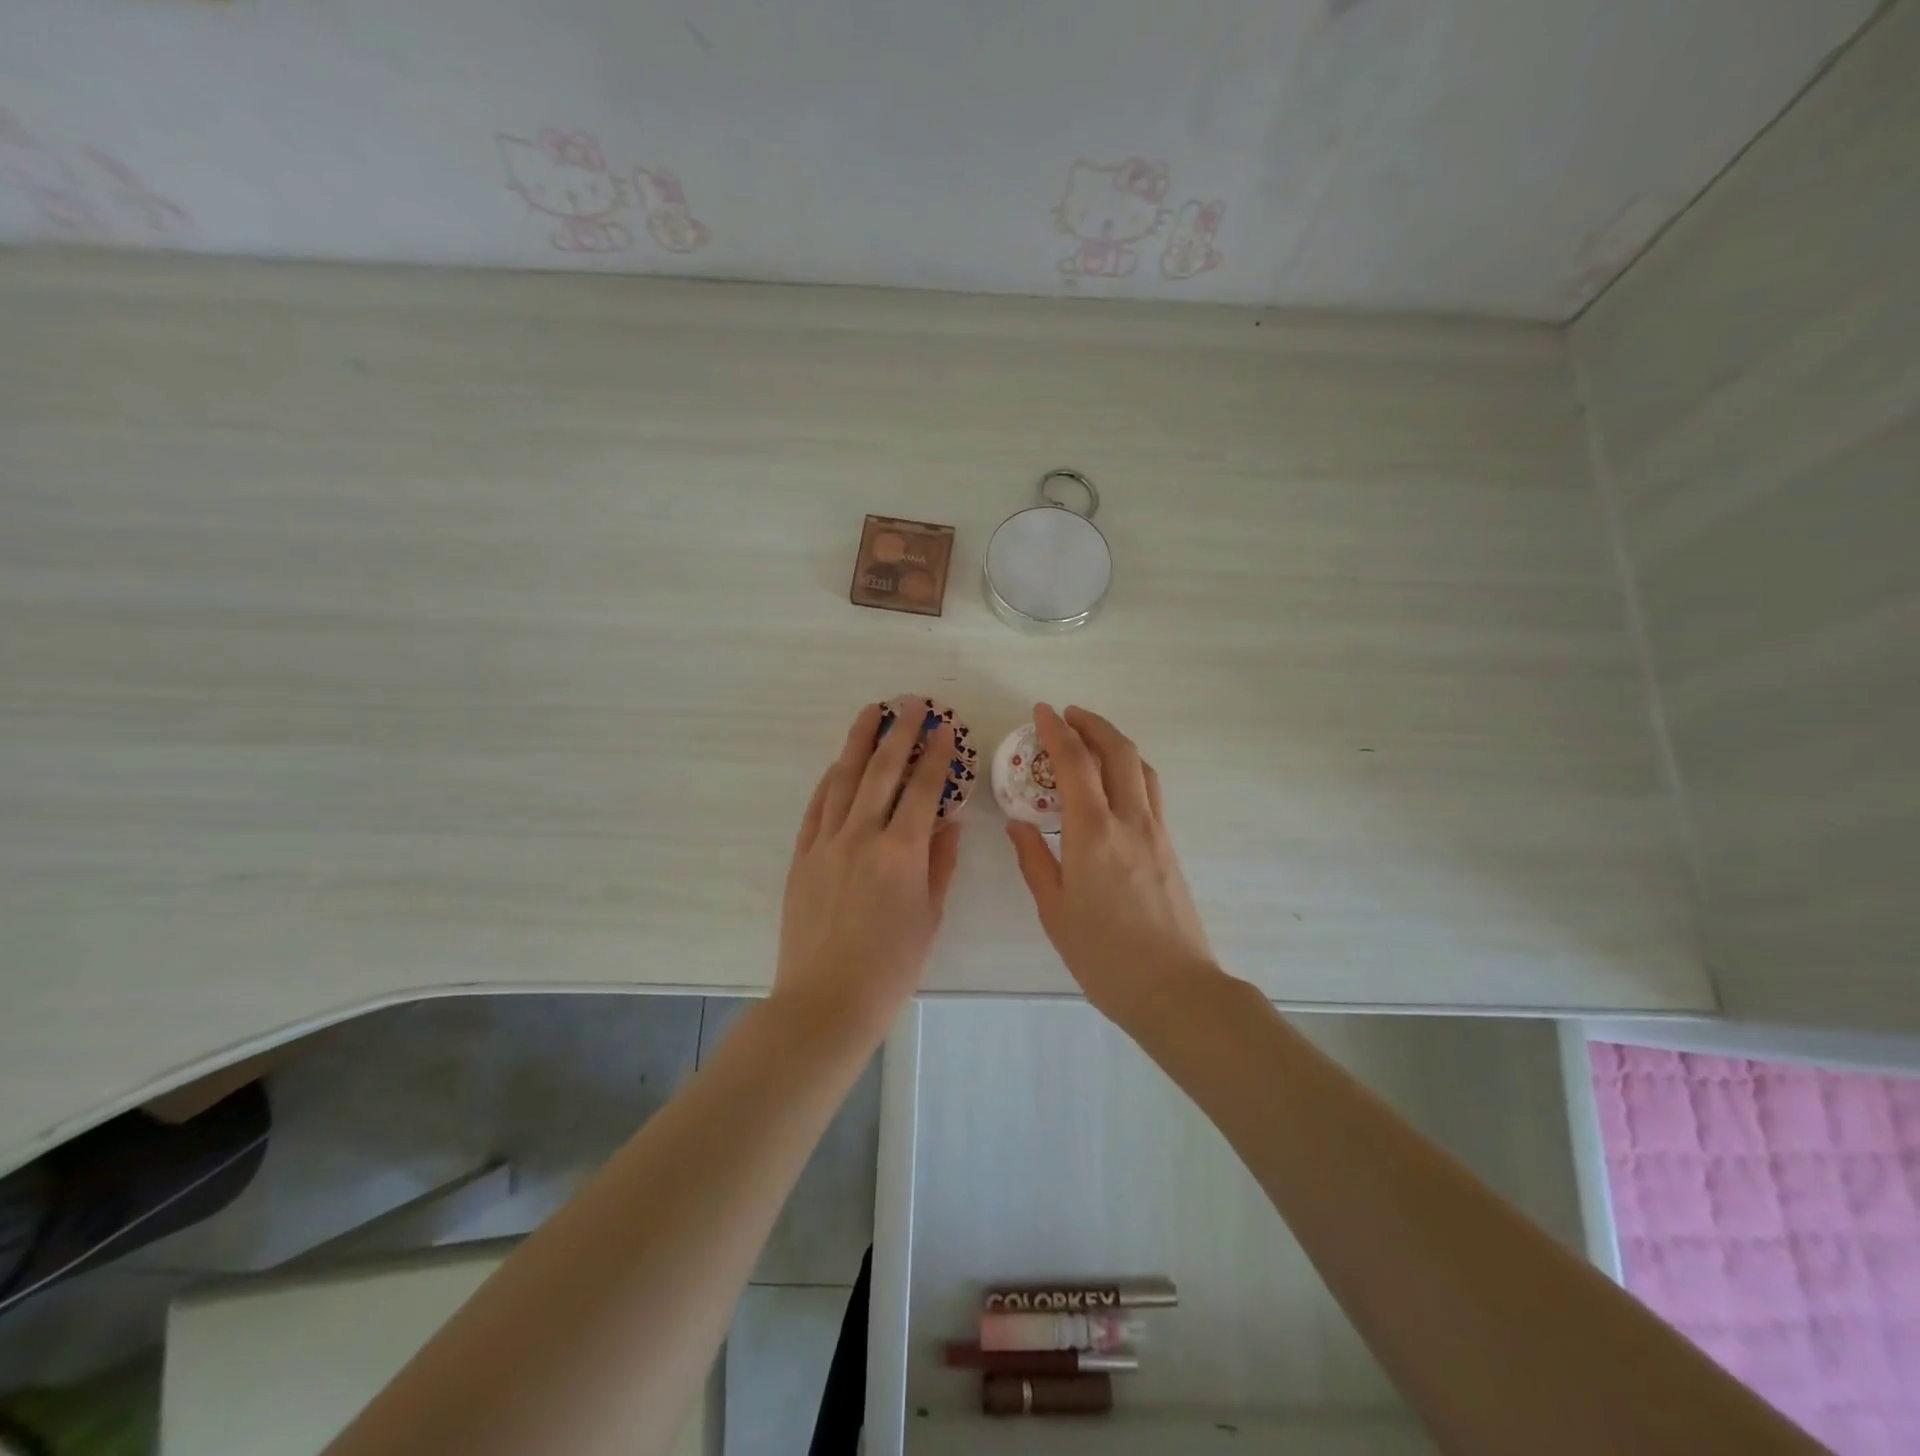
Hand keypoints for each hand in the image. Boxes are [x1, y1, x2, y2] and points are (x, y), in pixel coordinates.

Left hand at [777, 701, 962, 1040]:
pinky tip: (838, 764)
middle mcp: (862, 836)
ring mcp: (826, 843)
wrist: (826, 1001)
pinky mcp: (801, 856)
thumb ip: (941, 863)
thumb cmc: (891, 967)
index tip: (944, 728)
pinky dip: (829, 780)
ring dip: (858, 742)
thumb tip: (947, 821)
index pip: (923, 788)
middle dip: (899, 731)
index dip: (936, 754)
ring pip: (843, 779)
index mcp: (902, 853)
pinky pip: (816, 807)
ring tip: (870, 712)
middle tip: (910, 702)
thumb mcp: (930, 916)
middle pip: (882, 770)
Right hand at [1007, 704, 1217, 1027]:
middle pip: (1118, 752)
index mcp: (1092, 833)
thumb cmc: (1103, 955)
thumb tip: (1018, 824)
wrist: (1173, 988)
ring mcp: (1156, 832)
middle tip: (1068, 715)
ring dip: (1115, 743)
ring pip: (1141, 767)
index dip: (1057, 731)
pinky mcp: (1169, 847)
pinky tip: (1114, 785)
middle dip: (1093, 724)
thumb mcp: (1054, 911)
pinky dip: (1130, 770)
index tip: (1042, 711)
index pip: (1074, 764)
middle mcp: (1129, 820)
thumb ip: (1034, 860)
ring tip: (1091, 740)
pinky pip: (1150, 791)